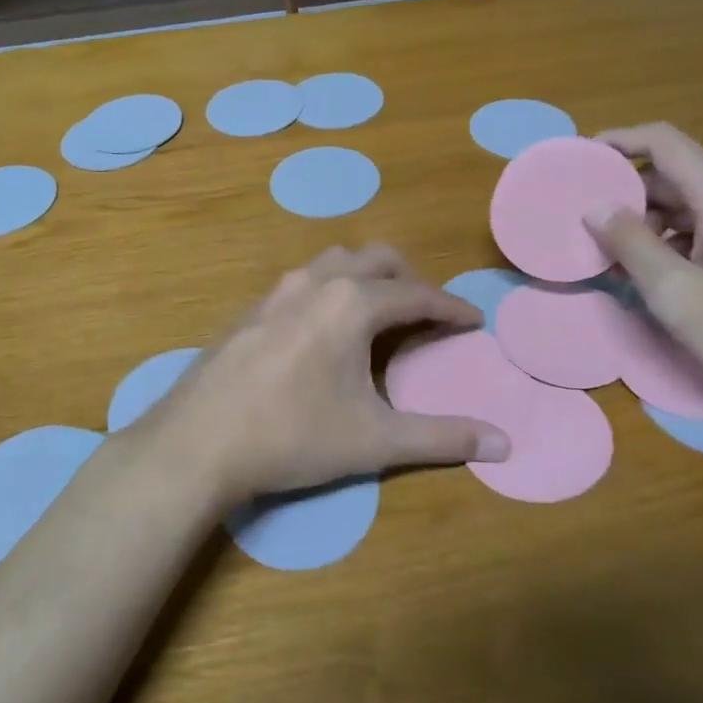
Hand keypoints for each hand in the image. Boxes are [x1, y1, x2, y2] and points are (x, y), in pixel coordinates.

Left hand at [129, 245, 509, 508]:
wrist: (197, 442)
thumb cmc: (292, 437)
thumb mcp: (374, 440)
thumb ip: (441, 438)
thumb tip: (504, 444)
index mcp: (353, 303)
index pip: (418, 295)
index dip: (452, 308)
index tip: (474, 321)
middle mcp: (316, 282)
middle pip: (377, 259)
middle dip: (409, 280)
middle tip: (428, 313)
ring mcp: (276, 292)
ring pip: (335, 262)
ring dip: (366, 277)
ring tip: (379, 313)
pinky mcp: (250, 309)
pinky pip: (303, 282)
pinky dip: (330, 290)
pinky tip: (323, 330)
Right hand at [585, 123, 702, 418]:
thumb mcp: (676, 292)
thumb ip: (631, 244)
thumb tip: (595, 207)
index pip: (666, 143)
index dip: (620, 140)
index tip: (581, 156)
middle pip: (677, 174)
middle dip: (629, 193)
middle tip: (589, 222)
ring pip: (693, 204)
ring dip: (651, 222)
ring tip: (616, 256)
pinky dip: (676, 240)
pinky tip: (658, 274)